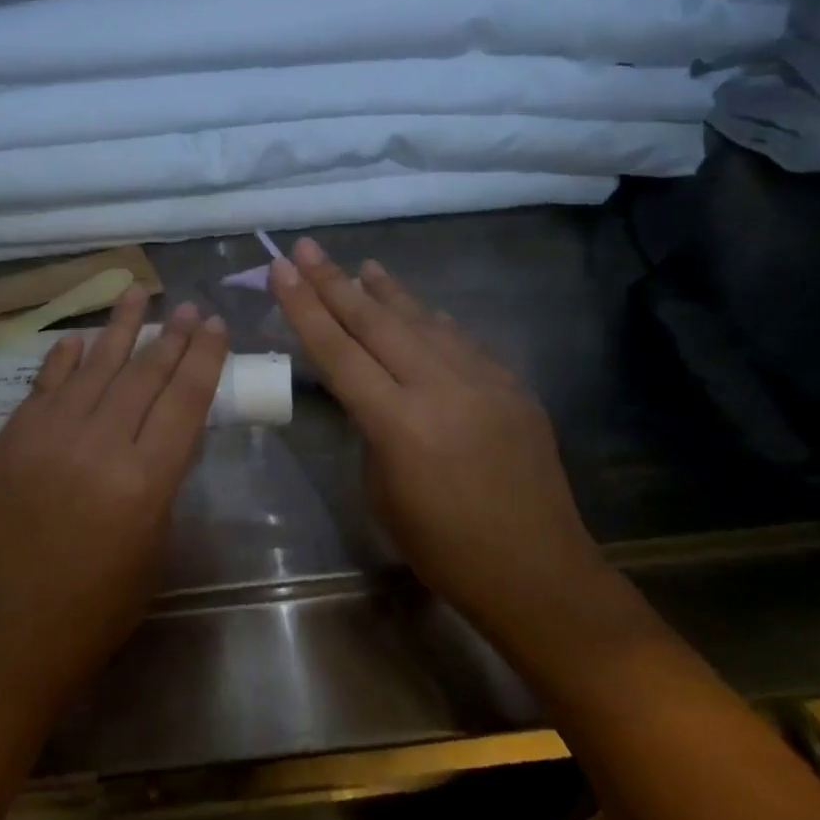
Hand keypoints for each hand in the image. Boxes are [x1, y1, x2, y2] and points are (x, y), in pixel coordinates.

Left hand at [0, 287, 228, 706]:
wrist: (11, 631)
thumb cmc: (100, 604)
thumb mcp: (155, 542)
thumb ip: (164, 478)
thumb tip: (170, 429)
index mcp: (143, 480)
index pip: (184, 399)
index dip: (204, 357)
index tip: (215, 325)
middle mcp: (96, 445)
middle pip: (143, 374)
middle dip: (171, 336)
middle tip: (189, 307)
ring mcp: (46, 436)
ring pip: (93, 366)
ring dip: (120, 327)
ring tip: (139, 292)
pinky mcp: (11, 439)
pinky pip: (44, 384)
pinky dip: (66, 358)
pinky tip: (81, 338)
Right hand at [269, 238, 596, 620]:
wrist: (538, 572)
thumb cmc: (443, 549)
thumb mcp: (383, 492)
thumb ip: (374, 431)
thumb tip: (375, 393)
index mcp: (399, 425)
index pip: (338, 352)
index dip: (305, 308)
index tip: (282, 270)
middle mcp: (441, 390)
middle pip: (376, 323)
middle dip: (335, 282)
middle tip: (307, 247)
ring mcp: (484, 382)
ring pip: (424, 321)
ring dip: (388, 292)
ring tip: (362, 265)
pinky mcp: (513, 387)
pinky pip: (462, 342)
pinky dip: (432, 321)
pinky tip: (419, 309)